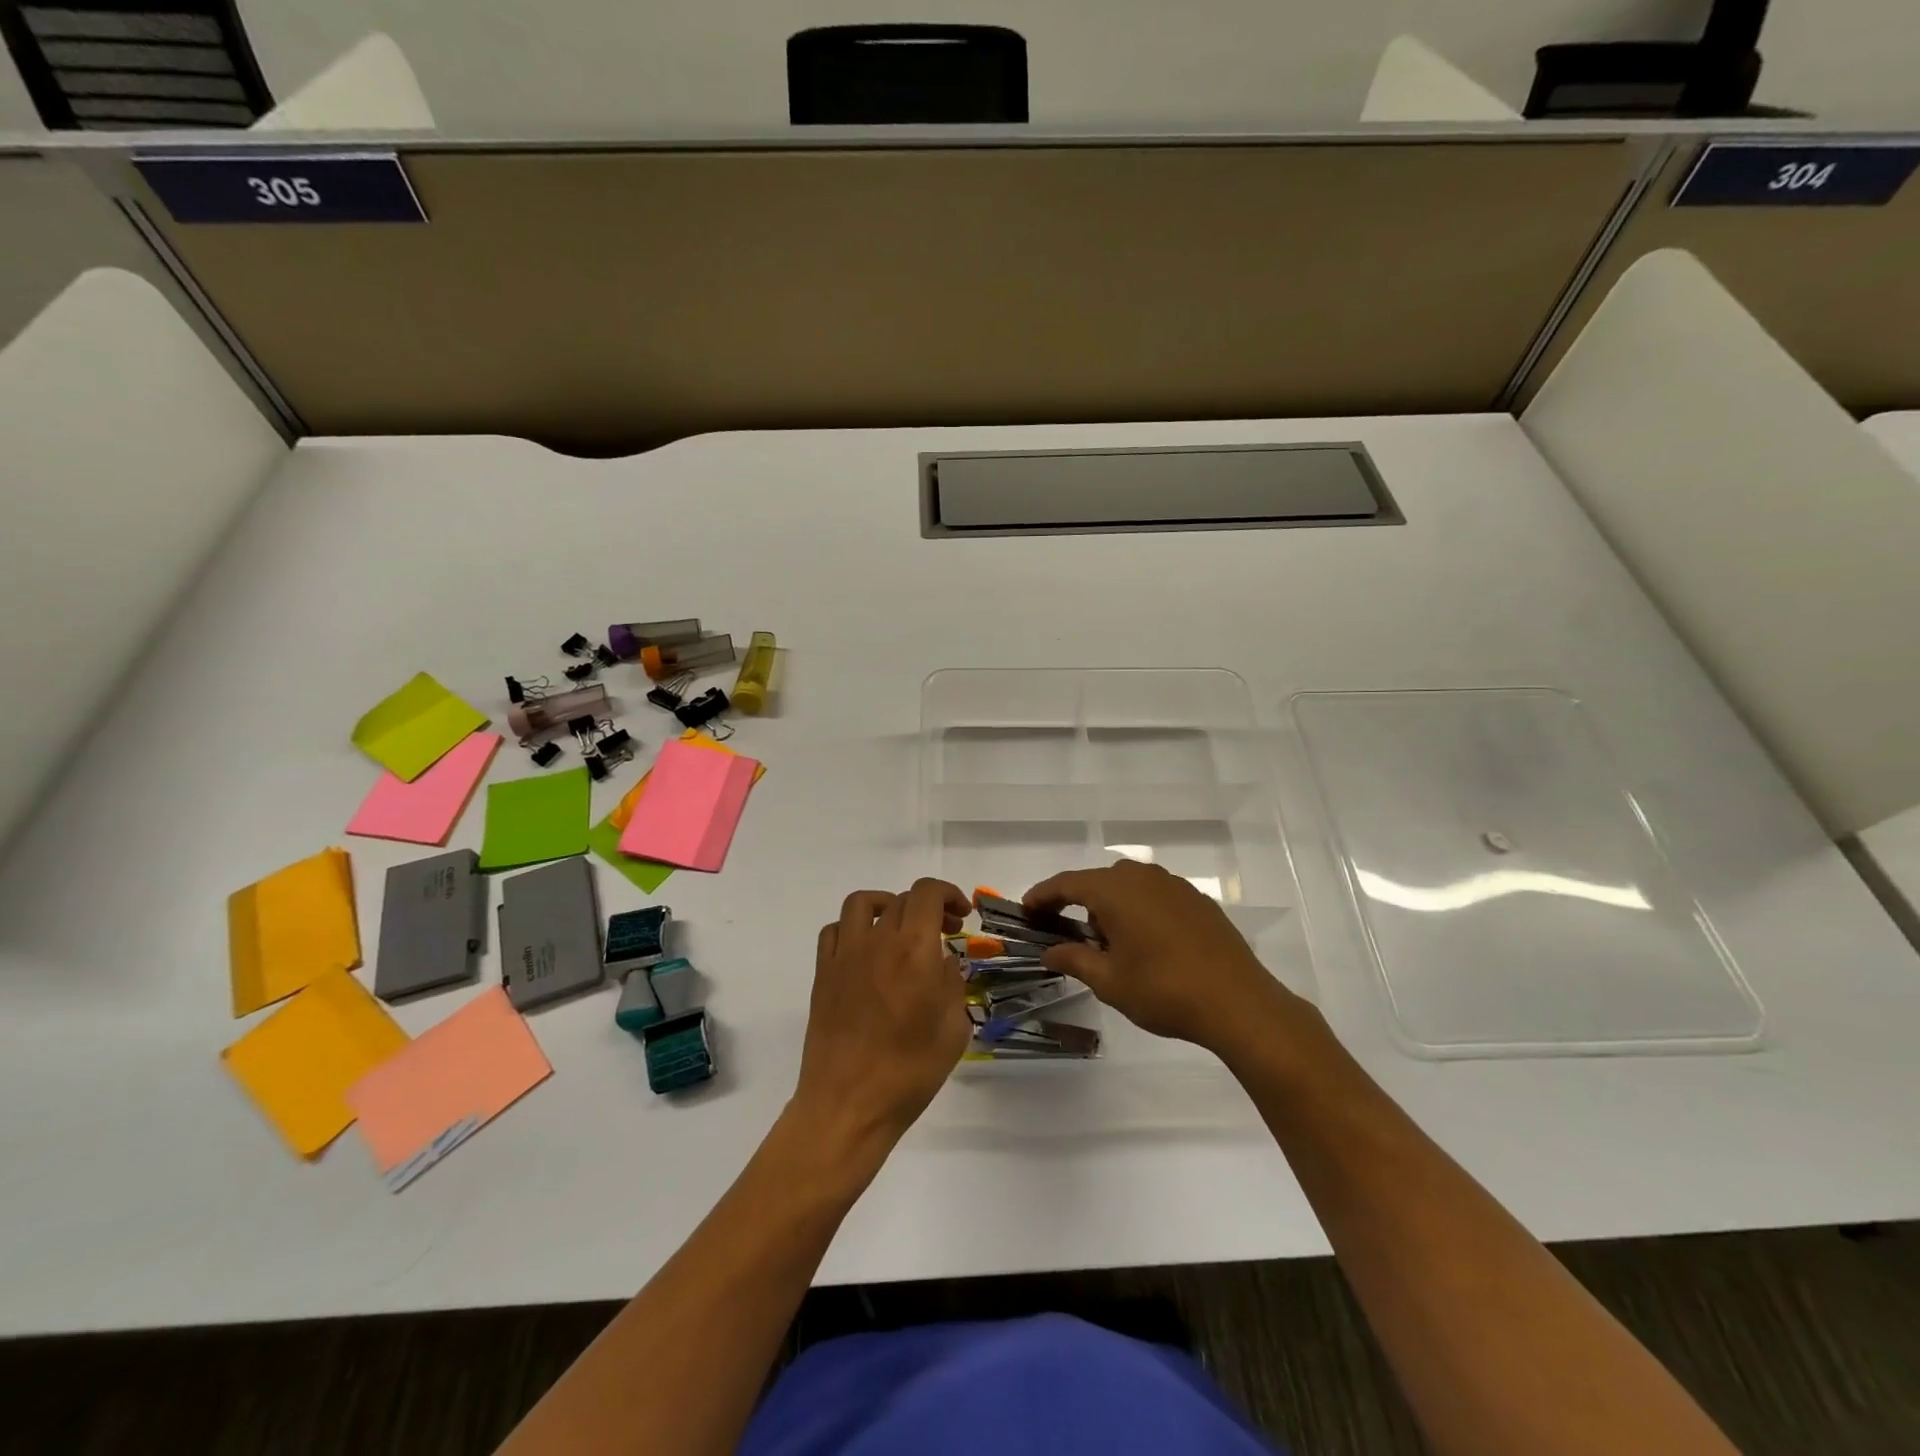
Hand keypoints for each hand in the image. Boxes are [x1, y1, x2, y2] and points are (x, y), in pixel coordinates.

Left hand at [792, 879, 971, 1153]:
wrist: (848, 1105)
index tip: (961, 915)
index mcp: (915, 951)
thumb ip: (952, 985)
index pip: (927, 893)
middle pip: (901, 900)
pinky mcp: (823, 973)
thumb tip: (942, 963)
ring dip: (886, 906)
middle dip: (928, 908)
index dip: (948, 893)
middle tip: (943, 933)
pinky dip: (853, 928)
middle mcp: (877, 942)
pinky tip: (866, 951)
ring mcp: (845, 955)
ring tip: (900, 928)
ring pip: (862, 903)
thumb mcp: (953, 1031)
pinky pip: (834, 930)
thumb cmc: (909, 1073)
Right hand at [1025, 860, 1299, 1054]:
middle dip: (1078, 903)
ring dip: (1110, 906)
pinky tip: (1145, 942)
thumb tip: (1049, 952)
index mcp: (1115, 890)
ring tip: (1107, 942)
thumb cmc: (1163, 990)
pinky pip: (1155, 895)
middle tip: (1066, 933)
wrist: (1238, 1002)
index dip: (1043, 896)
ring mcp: (1174, 885)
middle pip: (1098, 881)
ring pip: (1129, 886)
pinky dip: (1139, 910)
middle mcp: (1143, 877)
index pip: (1067, 883)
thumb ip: (1074, 960)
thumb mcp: (1109, 981)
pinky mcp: (1198, 900)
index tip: (1026, 910)